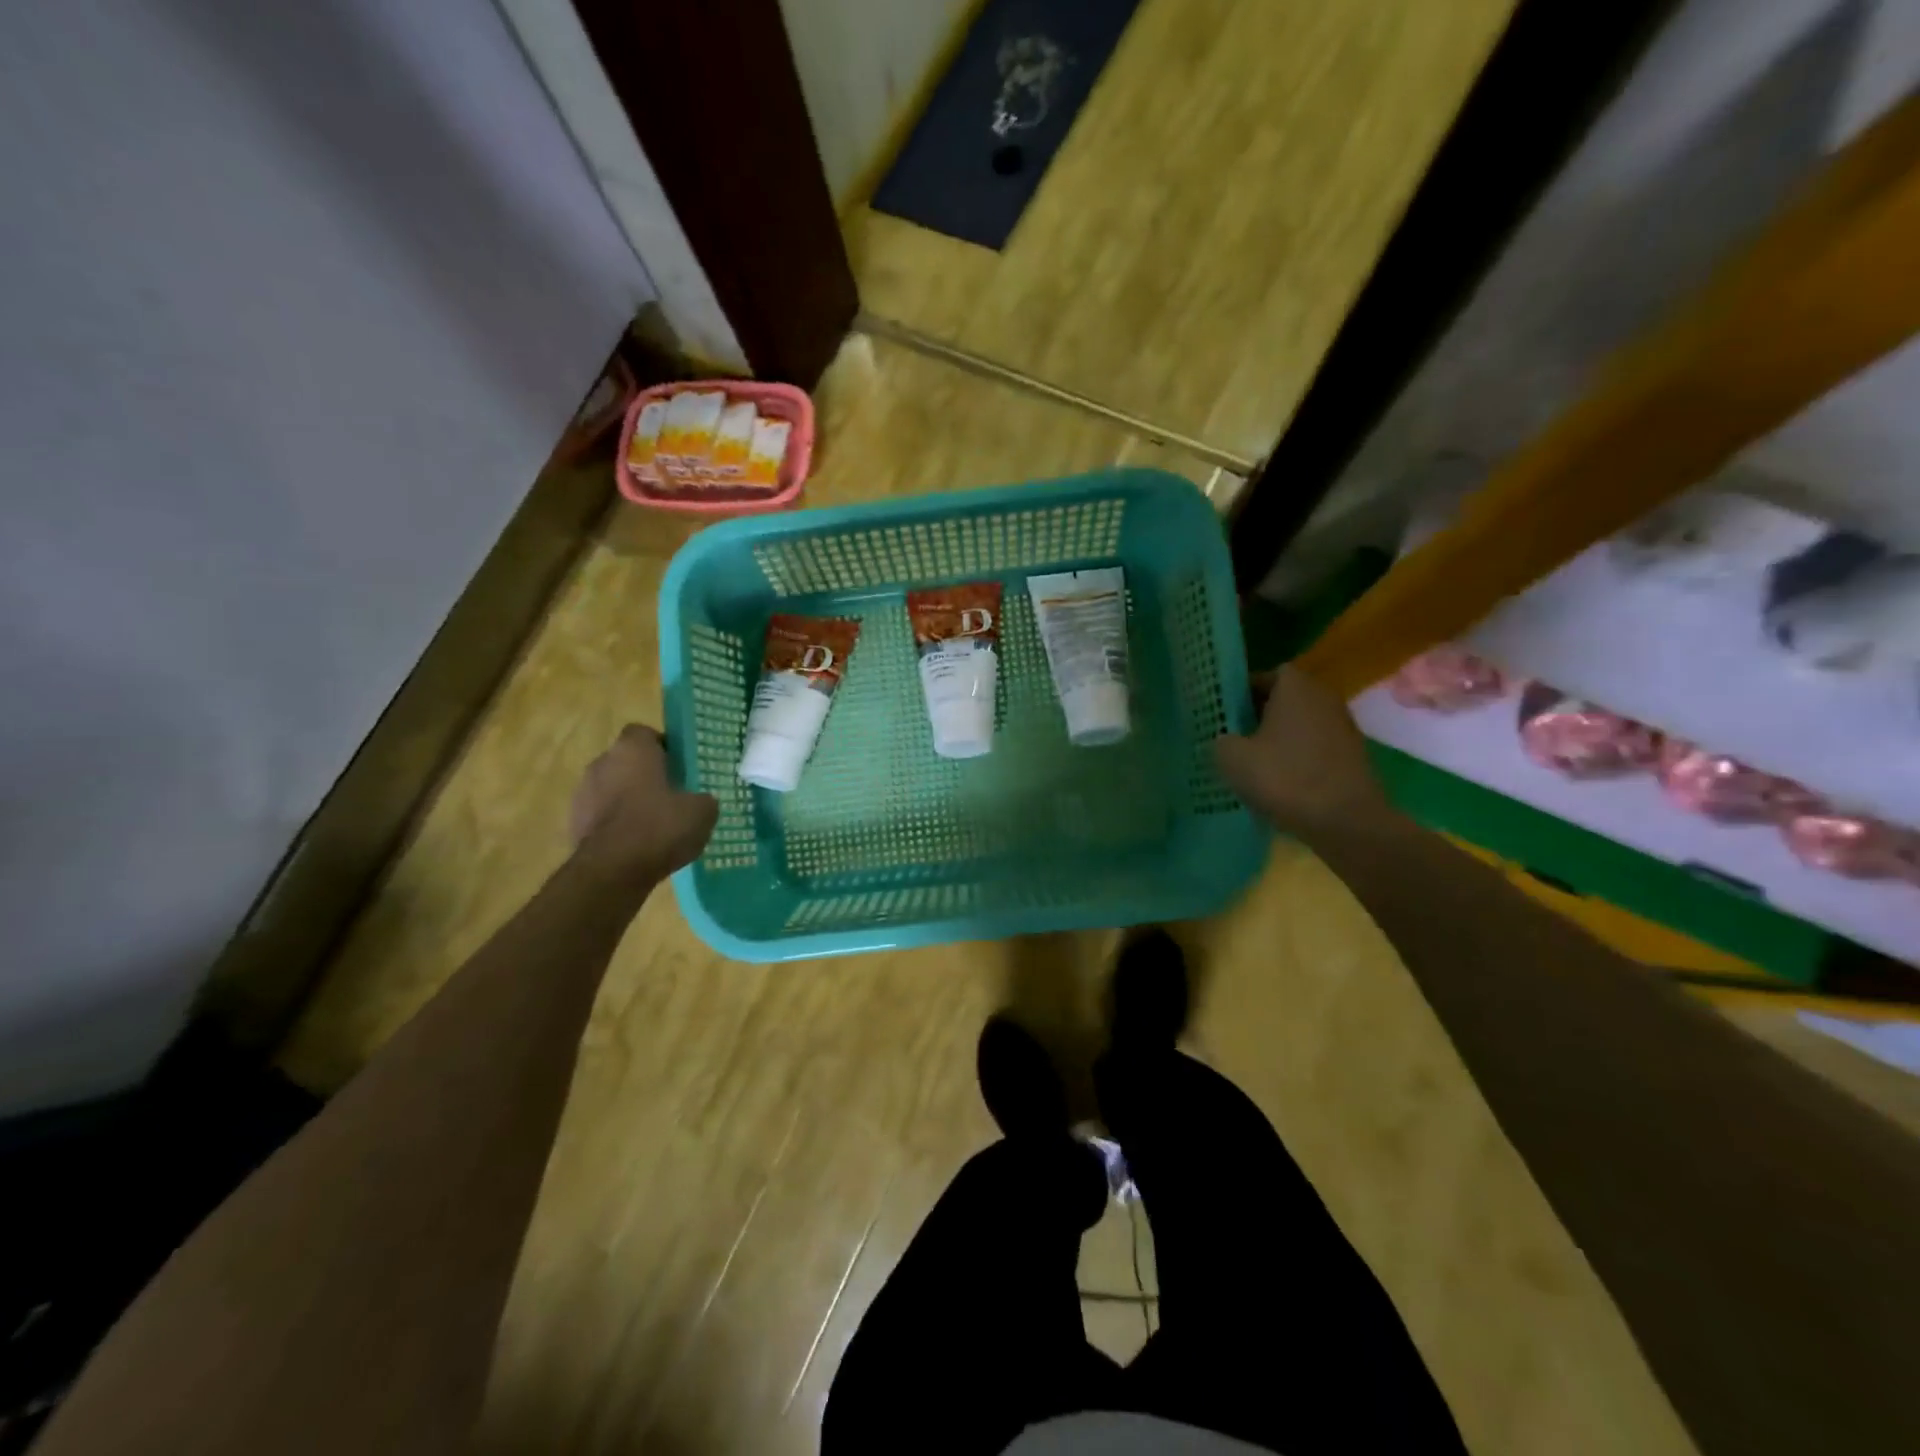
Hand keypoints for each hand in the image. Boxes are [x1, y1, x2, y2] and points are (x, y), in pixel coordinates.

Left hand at [570, 725, 717, 878]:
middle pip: (626, 761)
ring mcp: (582, 794)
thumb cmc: (660, 827)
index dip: (662, 747)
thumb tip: (701, 802)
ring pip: (611, 789)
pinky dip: (617, 826)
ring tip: (655, 826)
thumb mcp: (702, 812)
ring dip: (628, 801)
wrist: (612, 871)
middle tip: (671, 796)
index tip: (678, 766)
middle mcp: (602, 763)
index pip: (644, 733)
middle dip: (645, 775)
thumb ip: (703, 799)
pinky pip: (602, 817)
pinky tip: (637, 846)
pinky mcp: (573, 824)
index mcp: (633, 750)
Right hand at [1215, 667, 1394, 838]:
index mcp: (1295, 686)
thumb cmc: (1285, 778)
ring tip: (1251, 762)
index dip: (1241, 692)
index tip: (1222, 713)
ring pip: (1299, 724)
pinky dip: (1296, 758)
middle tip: (1231, 736)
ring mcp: (1342, 726)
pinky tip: (1278, 781)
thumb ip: (1219, 740)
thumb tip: (1223, 740)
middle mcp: (1323, 697)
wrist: (1346, 822)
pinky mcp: (1351, 756)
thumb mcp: (1231, 758)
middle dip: (1257, 715)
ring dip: (1277, 738)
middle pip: (1283, 699)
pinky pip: (1313, 747)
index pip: (1265, 675)